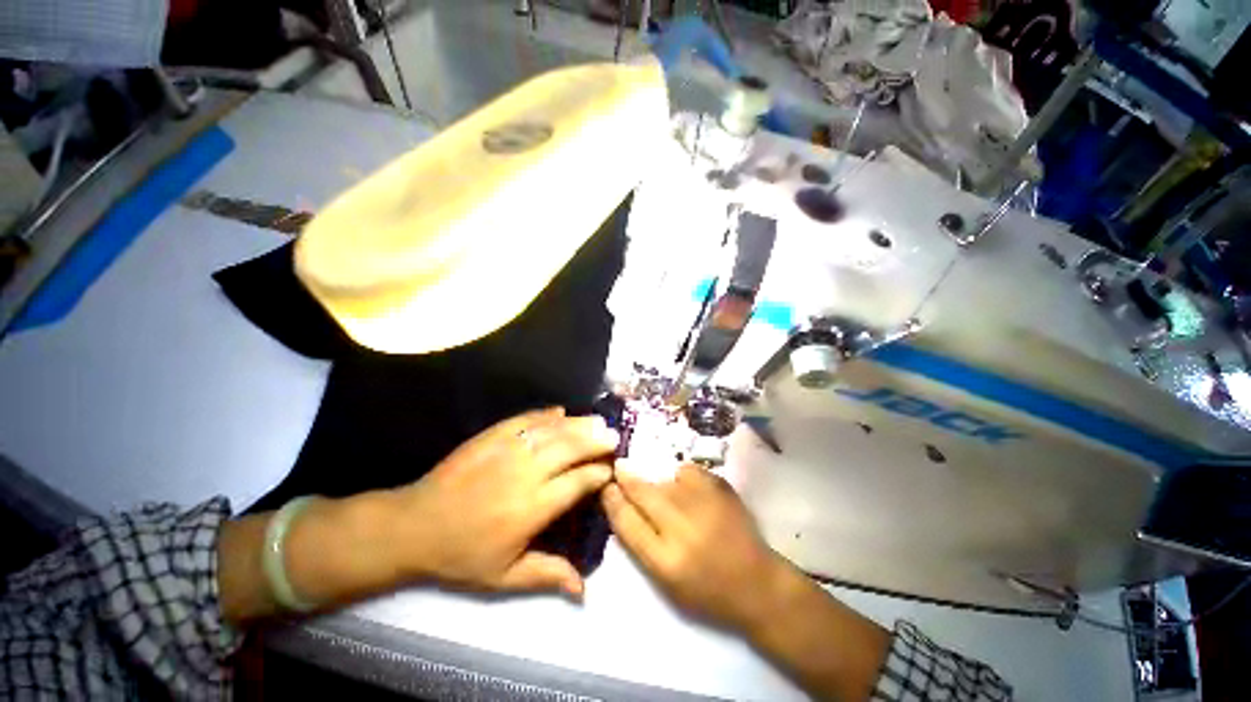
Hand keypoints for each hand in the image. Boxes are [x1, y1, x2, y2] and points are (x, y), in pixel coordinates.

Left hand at [391, 408, 617, 597]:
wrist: (414, 526)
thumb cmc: (462, 554)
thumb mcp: (504, 576)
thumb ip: (547, 575)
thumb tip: (584, 588)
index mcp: (532, 508)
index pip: (578, 482)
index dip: (598, 473)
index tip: (612, 469)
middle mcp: (526, 474)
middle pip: (571, 449)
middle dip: (596, 440)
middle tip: (614, 436)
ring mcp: (508, 450)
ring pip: (553, 430)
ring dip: (579, 424)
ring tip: (597, 421)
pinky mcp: (491, 437)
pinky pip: (526, 420)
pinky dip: (547, 415)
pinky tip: (561, 412)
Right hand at [602, 462, 790, 632]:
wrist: (757, 583)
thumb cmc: (706, 590)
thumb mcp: (665, 580)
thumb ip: (641, 542)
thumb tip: (621, 502)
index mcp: (665, 561)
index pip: (626, 523)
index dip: (612, 500)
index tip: (606, 486)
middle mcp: (681, 529)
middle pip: (642, 493)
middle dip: (627, 479)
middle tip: (620, 469)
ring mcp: (703, 504)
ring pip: (665, 481)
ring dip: (659, 485)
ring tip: (670, 498)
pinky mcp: (720, 488)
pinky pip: (687, 471)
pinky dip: (683, 478)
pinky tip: (692, 493)